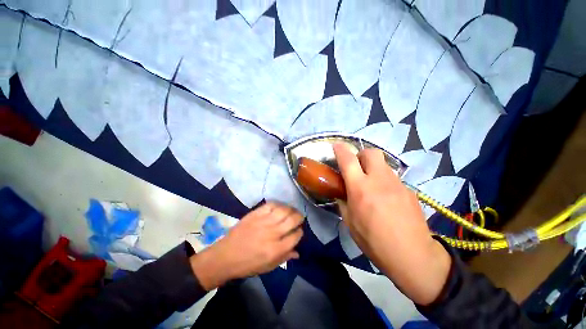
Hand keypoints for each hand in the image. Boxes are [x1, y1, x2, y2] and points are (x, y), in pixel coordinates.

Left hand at [190, 202, 302, 289]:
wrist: (226, 256)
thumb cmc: (248, 264)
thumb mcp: (268, 267)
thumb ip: (285, 258)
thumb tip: (298, 252)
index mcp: (276, 249)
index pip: (296, 236)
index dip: (300, 232)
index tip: (299, 231)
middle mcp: (273, 233)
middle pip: (292, 220)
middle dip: (299, 217)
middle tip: (299, 218)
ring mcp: (263, 221)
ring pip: (283, 210)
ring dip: (290, 209)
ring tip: (291, 211)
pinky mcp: (255, 214)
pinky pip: (271, 205)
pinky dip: (278, 204)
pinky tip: (279, 207)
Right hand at [333, 144, 450, 304]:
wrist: (412, 255)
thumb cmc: (374, 241)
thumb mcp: (350, 223)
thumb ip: (343, 203)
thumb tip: (342, 194)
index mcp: (360, 188)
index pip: (348, 160)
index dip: (340, 150)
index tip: (336, 146)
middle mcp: (379, 180)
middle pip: (371, 152)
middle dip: (361, 154)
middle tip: (356, 166)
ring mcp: (397, 184)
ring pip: (383, 164)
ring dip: (373, 168)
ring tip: (371, 184)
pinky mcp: (409, 190)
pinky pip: (393, 178)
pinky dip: (385, 181)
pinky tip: (386, 198)